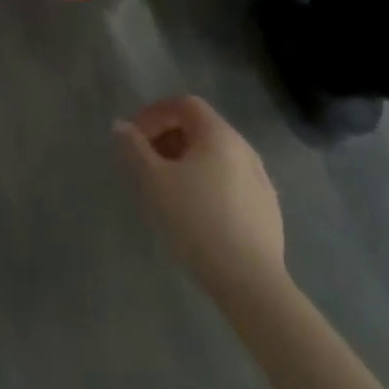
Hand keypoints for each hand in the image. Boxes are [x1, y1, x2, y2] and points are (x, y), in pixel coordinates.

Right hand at [115, 95, 286, 301]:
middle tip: (147, 162)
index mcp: (219, 134)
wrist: (252, 284)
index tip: (135, 138)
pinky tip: (197, 213)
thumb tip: (120, 127)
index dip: (155, 114)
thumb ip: (134, 148)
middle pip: (200, 128)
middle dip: (169, 138)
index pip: (184, 104)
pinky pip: (230, 180)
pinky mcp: (267, 209)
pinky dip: (208, 182)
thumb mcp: (154, 181)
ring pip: (216, 156)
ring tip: (168, 188)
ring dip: (187, 161)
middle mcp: (244, 148)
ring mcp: (260, 180)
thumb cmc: (197, 222)